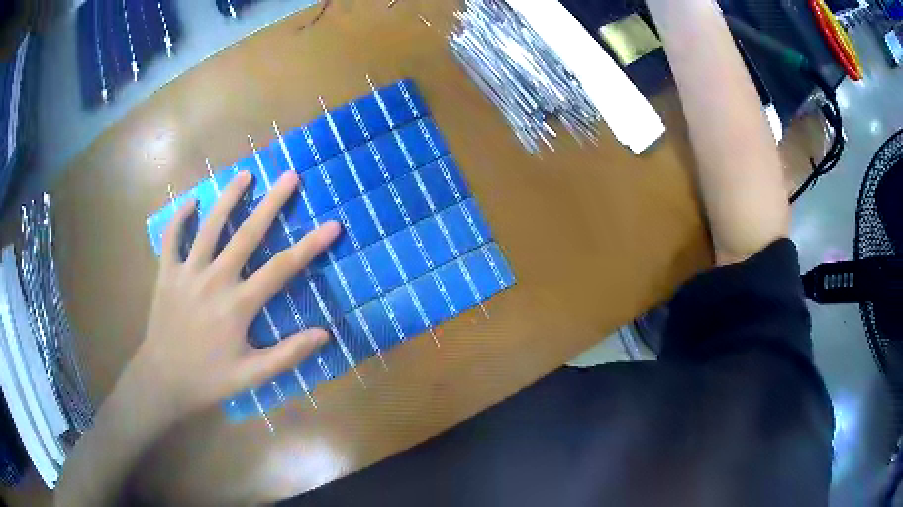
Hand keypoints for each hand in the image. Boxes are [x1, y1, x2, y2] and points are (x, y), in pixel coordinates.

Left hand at [126, 170, 339, 420]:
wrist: (163, 380)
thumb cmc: (209, 379)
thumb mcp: (252, 376)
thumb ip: (287, 355)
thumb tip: (324, 334)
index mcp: (238, 305)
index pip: (281, 269)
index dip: (310, 246)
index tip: (332, 224)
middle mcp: (214, 280)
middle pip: (247, 234)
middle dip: (272, 203)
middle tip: (290, 176)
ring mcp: (188, 272)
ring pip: (209, 226)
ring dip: (228, 198)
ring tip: (245, 174)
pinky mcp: (167, 273)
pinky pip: (172, 238)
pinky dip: (180, 218)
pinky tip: (191, 202)